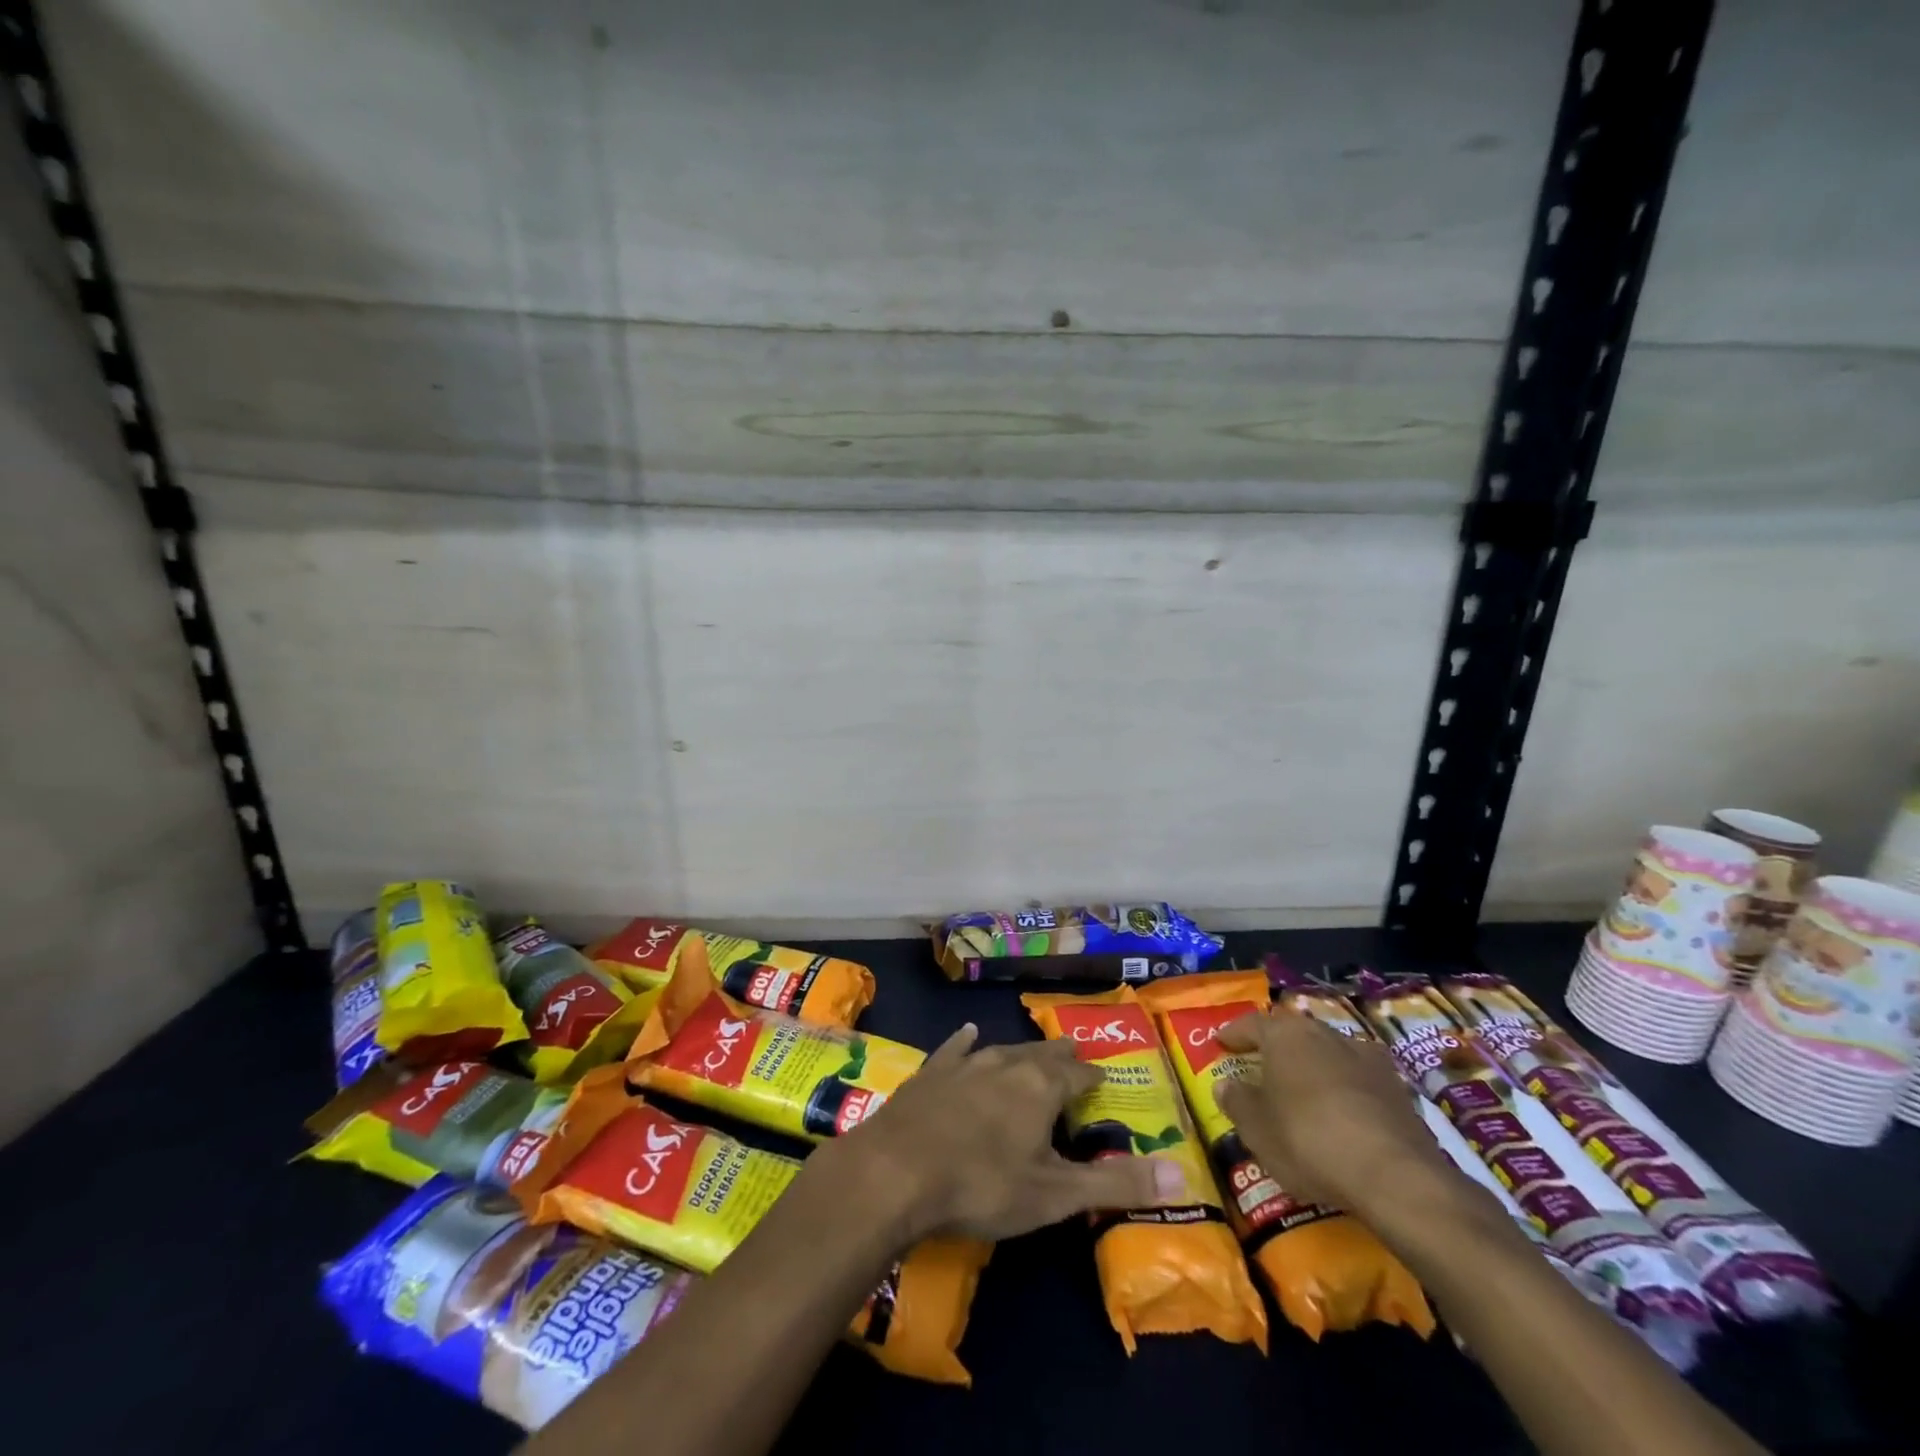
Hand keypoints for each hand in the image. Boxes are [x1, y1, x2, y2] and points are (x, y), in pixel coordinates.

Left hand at [822, 1024, 1184, 1242]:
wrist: (897, 1170)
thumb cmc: (983, 1184)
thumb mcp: (1056, 1195)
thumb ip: (1116, 1184)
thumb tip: (1183, 1176)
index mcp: (1041, 1086)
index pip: (1078, 1073)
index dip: (1093, 1077)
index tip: (1103, 1080)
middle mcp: (1007, 1062)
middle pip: (1042, 1053)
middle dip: (1061, 1057)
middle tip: (1073, 1057)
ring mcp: (965, 1063)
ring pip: (1003, 1049)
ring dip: (1021, 1052)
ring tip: (1033, 1051)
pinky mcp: (930, 1072)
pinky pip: (955, 1049)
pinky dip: (965, 1043)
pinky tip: (968, 1034)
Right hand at [1214, 1010, 1463, 1221]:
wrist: (1395, 1177)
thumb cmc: (1308, 1140)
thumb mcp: (1256, 1128)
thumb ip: (1236, 1101)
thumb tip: (1226, 1085)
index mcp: (1285, 1034)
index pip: (1251, 1024)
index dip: (1233, 1034)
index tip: (1221, 1044)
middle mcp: (1326, 1033)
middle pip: (1293, 1035)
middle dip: (1276, 1049)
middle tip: (1261, 1067)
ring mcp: (1368, 1058)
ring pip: (1329, 1054)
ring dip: (1313, 1068)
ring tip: (1302, 1092)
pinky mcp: (1399, 1089)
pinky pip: (1358, 1081)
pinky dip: (1345, 1091)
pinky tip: (1341, 1114)